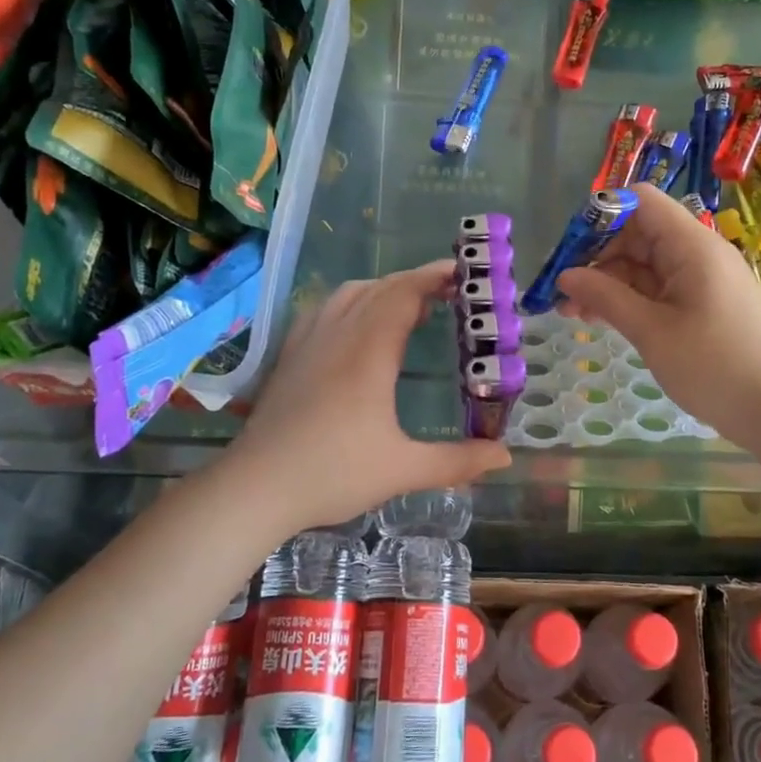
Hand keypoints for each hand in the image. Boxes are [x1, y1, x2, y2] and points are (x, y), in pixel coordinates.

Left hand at [227, 262, 511, 536]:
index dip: (433, 277)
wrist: (256, 487)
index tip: (462, 274)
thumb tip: (504, 455)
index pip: (404, 293)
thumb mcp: (402, 470)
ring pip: (349, 292)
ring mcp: (308, 341)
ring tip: (407, 305)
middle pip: (380, 287)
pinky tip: (355, 324)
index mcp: (369, 352)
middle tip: (449, 292)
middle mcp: (338, 334)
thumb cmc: (333, 474)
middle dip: (416, 281)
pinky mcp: (289, 354)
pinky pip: (324, 308)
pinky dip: (351, 301)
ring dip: (383, 288)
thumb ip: (457, 461)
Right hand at [558, 185, 760, 442]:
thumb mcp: (652, 331)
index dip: (602, 214)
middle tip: (563, 293)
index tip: (570, 250)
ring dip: (608, 283)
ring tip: (573, 314)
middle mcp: (698, 252)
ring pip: (644, 265)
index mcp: (692, 245)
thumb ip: (606, 297)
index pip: (641, 201)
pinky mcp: (703, 304)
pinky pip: (658, 288)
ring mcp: (702, 279)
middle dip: (597, 257)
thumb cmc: (715, 366)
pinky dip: (629, 299)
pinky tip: (602, 320)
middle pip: (638, 233)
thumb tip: (565, 276)